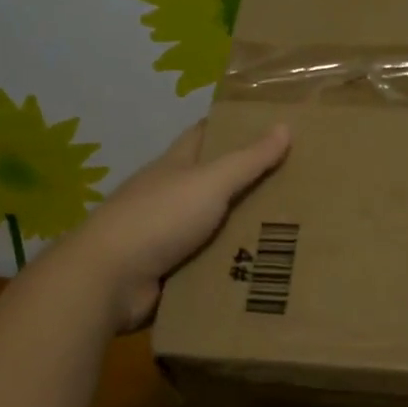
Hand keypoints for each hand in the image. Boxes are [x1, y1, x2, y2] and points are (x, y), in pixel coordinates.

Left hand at [57, 121, 291, 331]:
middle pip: (216, 183)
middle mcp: (171, 197)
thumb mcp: (209, 182)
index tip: (272, 125)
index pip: (205, 135)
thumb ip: (248, 159)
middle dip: (252, 182)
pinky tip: (270, 269)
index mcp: (175, 166)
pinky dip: (234, 267)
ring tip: (298, 230)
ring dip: (247, 230)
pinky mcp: (171, 273)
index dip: (234, 127)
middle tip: (300, 183)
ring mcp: (169, 236)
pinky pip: (211, 265)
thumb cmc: (158, 218)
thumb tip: (285, 126)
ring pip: (217, 227)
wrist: (107, 281)